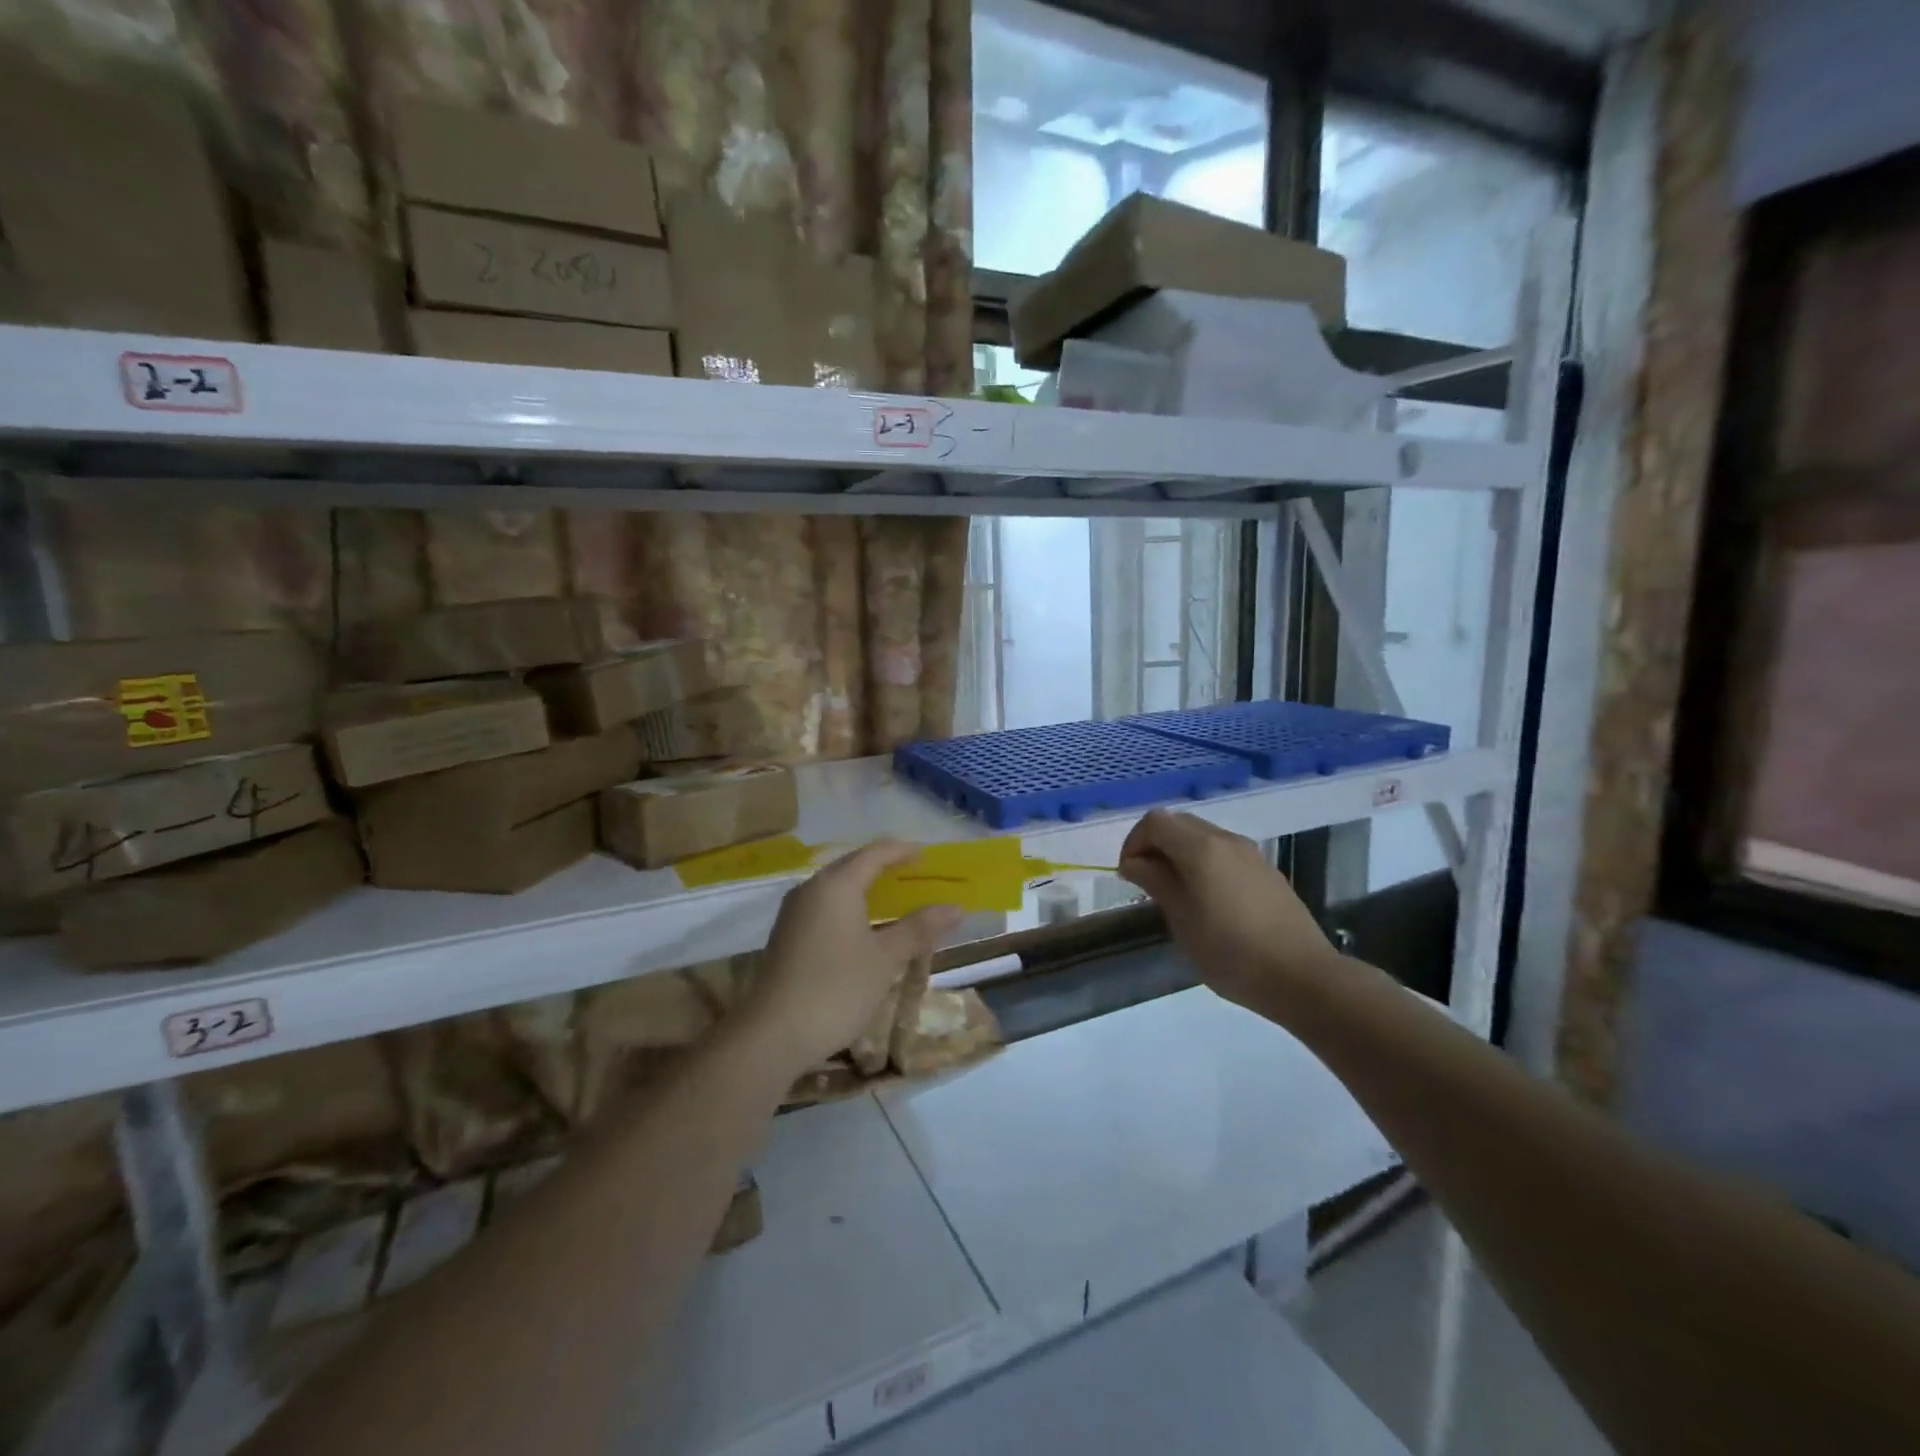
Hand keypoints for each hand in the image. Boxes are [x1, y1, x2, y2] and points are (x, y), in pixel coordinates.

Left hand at [737, 841, 960, 1079]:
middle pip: (852, 866)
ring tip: (894, 899)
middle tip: (915, 874)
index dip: (902, 851)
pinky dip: (850, 907)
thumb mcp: (885, 959)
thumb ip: (918, 928)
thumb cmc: (836, 989)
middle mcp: (811, 889)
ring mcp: (794, 913)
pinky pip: (825, 907)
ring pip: (836, 888)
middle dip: (884, 867)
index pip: (874, 854)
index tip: (927, 854)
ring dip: (866, 889)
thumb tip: (954, 908)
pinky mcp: (787, 936)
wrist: (772, 1035)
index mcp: (836, 885)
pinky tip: (864, 928)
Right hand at [1118, 809, 1341, 1010]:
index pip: (1155, 822)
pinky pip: (1223, 853)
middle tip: (1147, 882)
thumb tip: (1135, 862)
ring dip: (1180, 854)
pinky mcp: (1266, 871)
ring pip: (1202, 836)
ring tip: (1175, 894)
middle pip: (1179, 823)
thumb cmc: (1231, 952)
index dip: (1134, 842)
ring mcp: (1250, 853)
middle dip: (1155, 845)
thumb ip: (1156, 882)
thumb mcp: (1182, 919)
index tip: (1129, 876)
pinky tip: (1208, 901)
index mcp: (1201, 847)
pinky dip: (1204, 863)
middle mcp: (1226, 840)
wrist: (1303, 977)